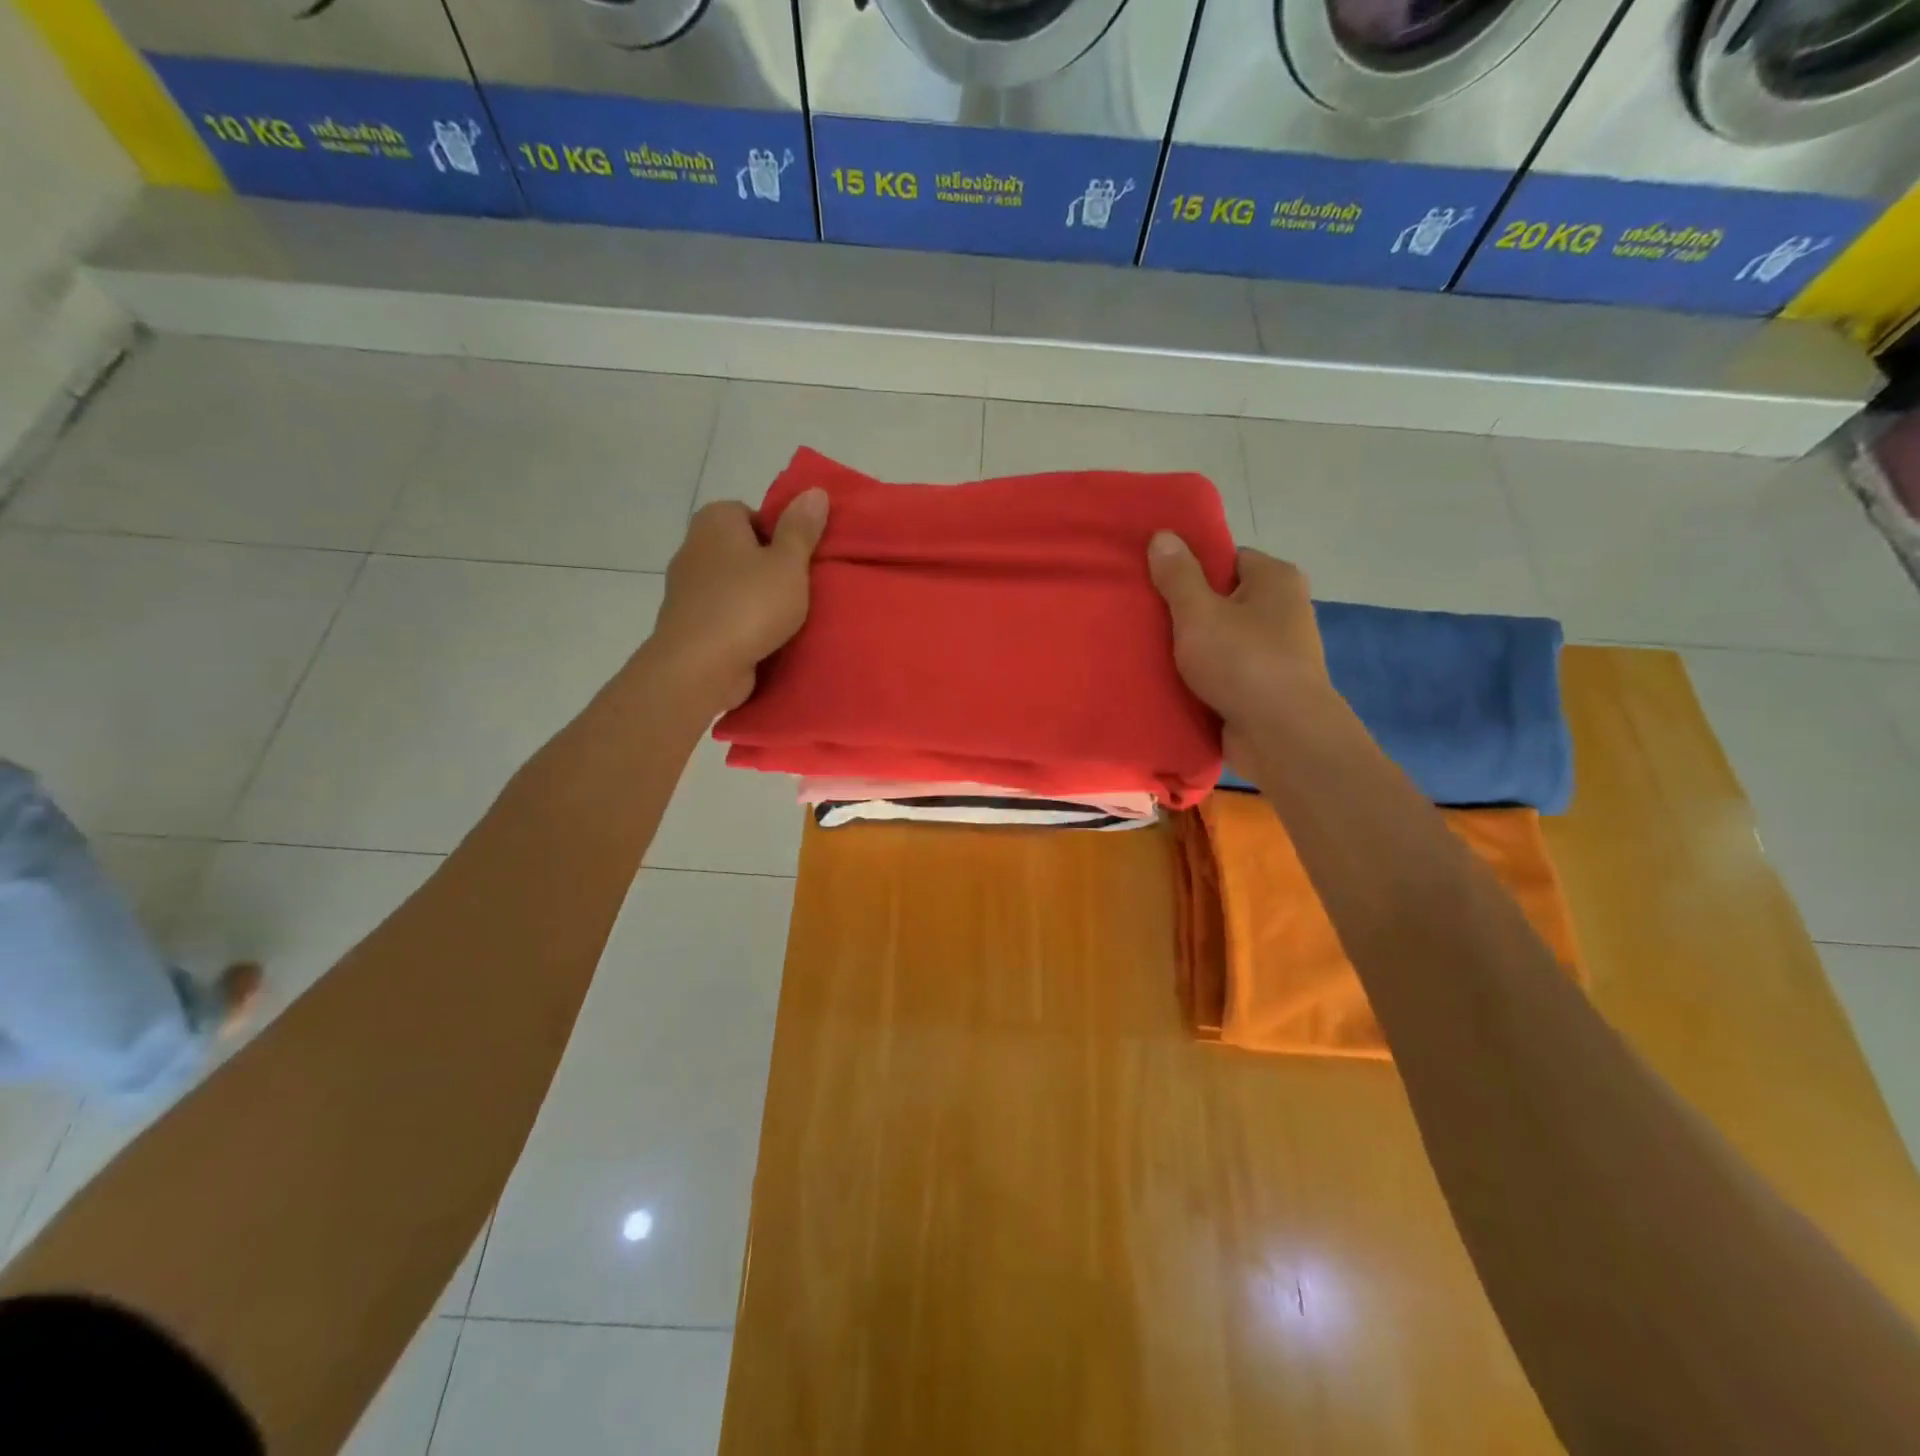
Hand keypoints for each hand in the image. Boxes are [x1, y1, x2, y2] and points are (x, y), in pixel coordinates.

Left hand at [646, 489, 828, 714]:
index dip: (778, 534)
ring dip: (753, 599)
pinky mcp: (687, 623)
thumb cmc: (749, 605)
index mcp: (715, 521)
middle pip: (741, 550)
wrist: (700, 666)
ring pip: (731, 584)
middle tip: (797, 589)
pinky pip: (722, 614)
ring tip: (784, 619)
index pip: (751, 513)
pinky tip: (761, 640)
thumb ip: (801, 529)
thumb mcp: (789, 564)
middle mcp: (693, 546)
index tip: (797, 561)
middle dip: (766, 568)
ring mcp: (685, 587)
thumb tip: (815, 491)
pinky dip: (739, 624)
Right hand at [1147, 533, 1335, 760]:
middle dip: (1188, 611)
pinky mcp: (1268, 686)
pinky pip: (1228, 670)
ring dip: (1194, 647)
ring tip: (1152, 651)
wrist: (1282, 735)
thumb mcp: (1199, 613)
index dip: (1192, 569)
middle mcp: (1285, 609)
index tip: (1158, 584)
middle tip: (1148, 618)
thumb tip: (1163, 535)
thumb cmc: (1242, 662)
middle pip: (1224, 599)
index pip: (1228, 558)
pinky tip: (1173, 681)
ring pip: (1224, 638)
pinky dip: (1206, 675)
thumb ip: (1178, 576)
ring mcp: (1279, 651)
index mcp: (1276, 579)